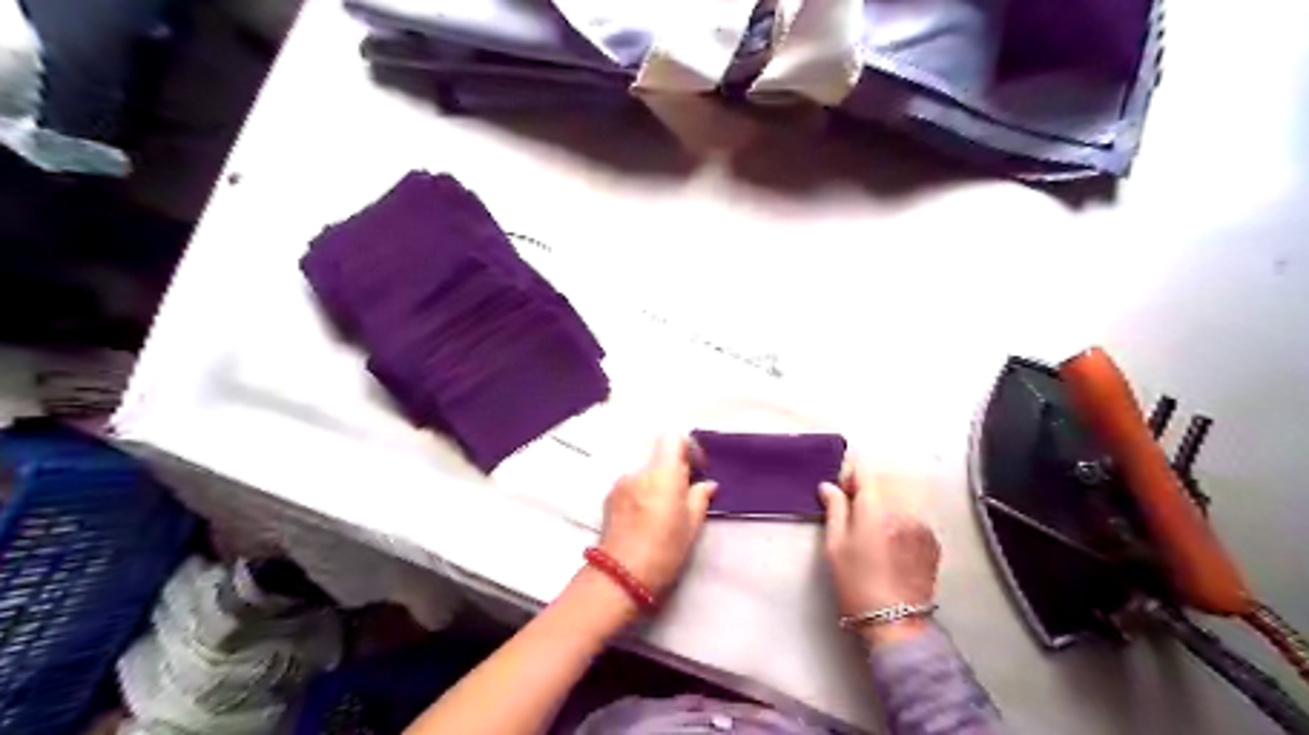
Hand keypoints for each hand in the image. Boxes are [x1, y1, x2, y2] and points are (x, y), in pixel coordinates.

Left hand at [600, 437, 721, 595]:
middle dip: (672, 471)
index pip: (673, 438)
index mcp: (663, 473)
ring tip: (660, 512)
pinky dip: (640, 493)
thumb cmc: (664, 550)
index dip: (687, 449)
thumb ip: (700, 498)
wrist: (621, 575)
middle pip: (659, 456)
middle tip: (682, 496)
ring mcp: (621, 482)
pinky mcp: (609, 496)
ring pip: (645, 472)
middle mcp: (640, 470)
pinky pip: (631, 485)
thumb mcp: (691, 526)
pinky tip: (643, 518)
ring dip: (655, 483)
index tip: (695, 469)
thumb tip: (707, 484)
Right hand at [815, 464, 942, 645]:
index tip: (843, 493)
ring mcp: (922, 524)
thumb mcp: (835, 546)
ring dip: (887, 499)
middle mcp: (904, 510)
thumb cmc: (857, 584)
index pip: (866, 471)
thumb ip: (835, 509)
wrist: (896, 622)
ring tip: (874, 523)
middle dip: (869, 486)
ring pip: (903, 494)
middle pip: (886, 478)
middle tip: (855, 508)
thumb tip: (829, 487)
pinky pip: (915, 512)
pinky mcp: (933, 539)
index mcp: (877, 510)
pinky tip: (891, 538)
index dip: (851, 476)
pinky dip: (901, 514)